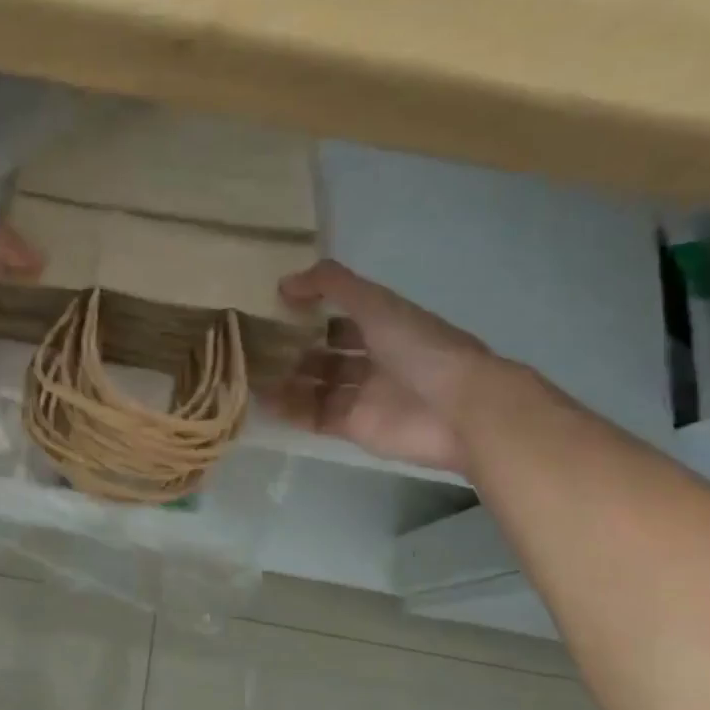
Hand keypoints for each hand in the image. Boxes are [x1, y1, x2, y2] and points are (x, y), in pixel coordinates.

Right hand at [273, 261, 493, 473]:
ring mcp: (364, 396)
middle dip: (293, 348)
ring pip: (316, 385)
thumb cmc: (421, 348)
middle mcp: (374, 360)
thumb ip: (332, 285)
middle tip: (254, 343)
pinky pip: (314, 416)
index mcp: (386, 327)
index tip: (273, 307)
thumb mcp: (376, 303)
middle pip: (326, 353)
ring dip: (285, 379)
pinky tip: (260, 399)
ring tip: (248, 371)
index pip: (341, 316)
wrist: (460, 409)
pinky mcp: (354, 427)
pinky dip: (289, 409)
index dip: (311, 311)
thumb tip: (284, 282)